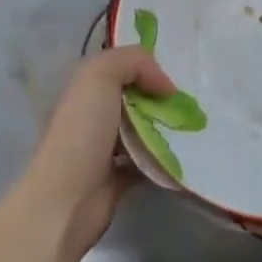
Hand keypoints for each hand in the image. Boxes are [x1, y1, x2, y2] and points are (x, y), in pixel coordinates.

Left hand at [18, 45, 175, 261]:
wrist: (65, 201)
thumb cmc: (81, 132)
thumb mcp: (101, 75)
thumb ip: (134, 61)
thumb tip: (165, 85)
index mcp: (84, 87)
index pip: (120, 65)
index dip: (148, 64)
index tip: (178, 71)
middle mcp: (93, 113)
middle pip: (136, 95)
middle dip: (162, 95)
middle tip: (193, 98)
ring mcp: (105, 147)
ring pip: (144, 127)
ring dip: (167, 125)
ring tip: (196, 122)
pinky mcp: (118, 176)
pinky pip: (148, 158)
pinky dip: (165, 156)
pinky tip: (185, 150)